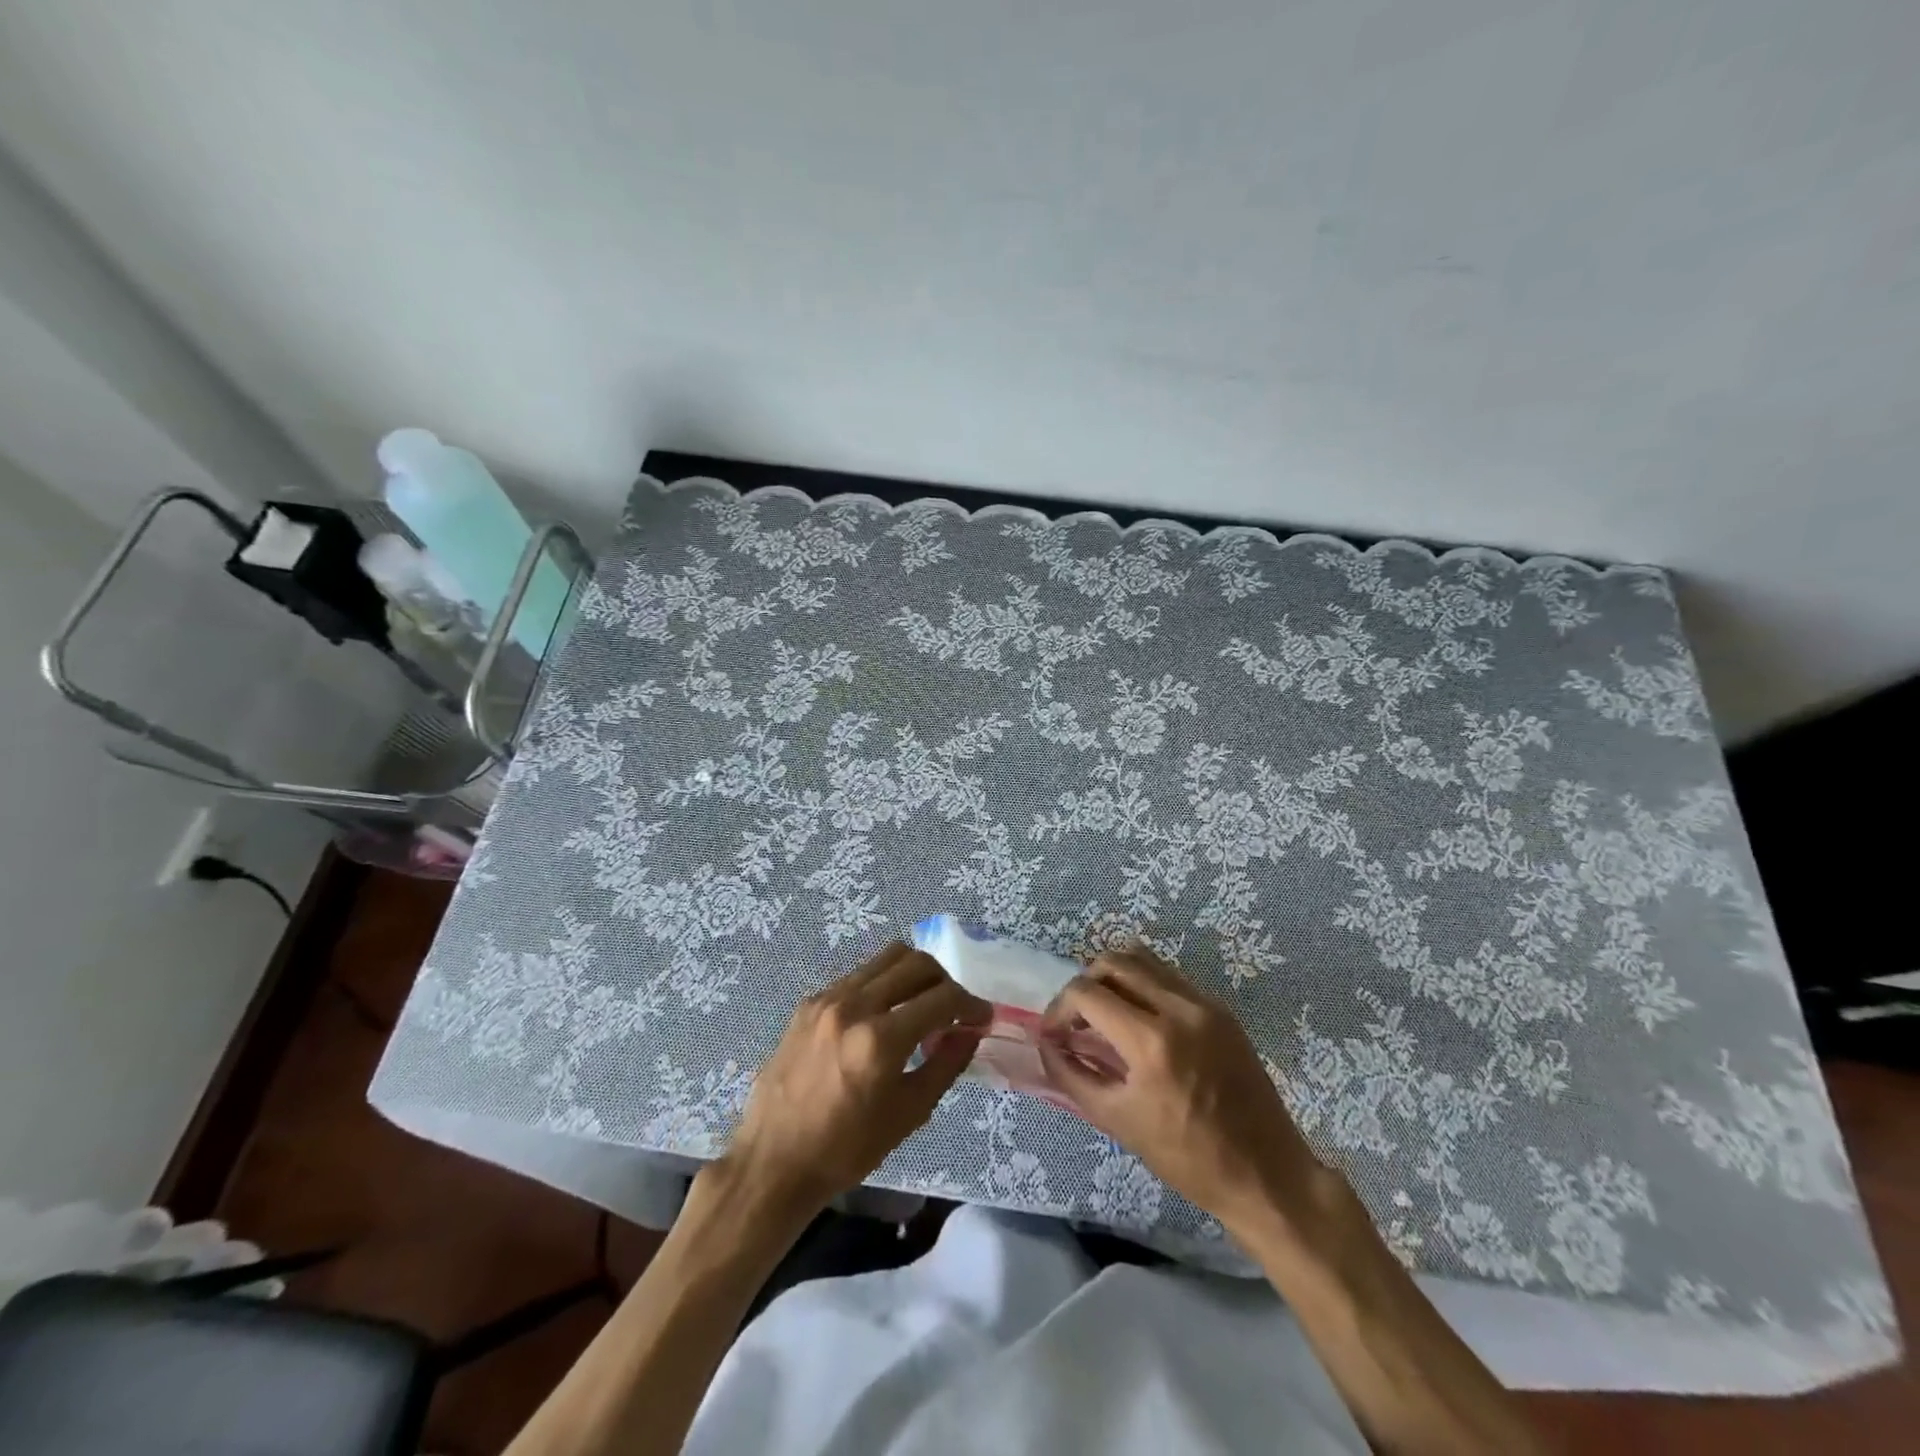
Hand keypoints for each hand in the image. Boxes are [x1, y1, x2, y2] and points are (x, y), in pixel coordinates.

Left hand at [722, 943, 990, 1216]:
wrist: (773, 1160)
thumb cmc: (846, 1148)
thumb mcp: (908, 1113)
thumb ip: (945, 1064)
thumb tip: (971, 1032)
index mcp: (880, 1039)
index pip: (942, 998)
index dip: (971, 1004)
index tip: (982, 1017)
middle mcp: (854, 1005)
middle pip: (916, 962)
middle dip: (945, 980)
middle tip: (954, 1008)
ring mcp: (827, 998)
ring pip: (885, 959)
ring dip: (914, 974)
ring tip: (921, 1005)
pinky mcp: (809, 1002)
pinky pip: (858, 975)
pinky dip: (882, 985)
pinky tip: (884, 1016)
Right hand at [1038, 946, 1326, 1236]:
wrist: (1266, 1174)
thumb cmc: (1187, 1158)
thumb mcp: (1117, 1121)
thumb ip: (1071, 1075)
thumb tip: (1045, 1043)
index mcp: (1151, 1041)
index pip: (1086, 993)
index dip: (1059, 1008)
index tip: (1054, 1034)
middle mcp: (1178, 1008)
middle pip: (1112, 961)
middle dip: (1084, 985)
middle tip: (1078, 1019)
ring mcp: (1204, 1003)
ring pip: (1143, 959)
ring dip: (1114, 978)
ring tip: (1107, 1013)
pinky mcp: (1221, 1008)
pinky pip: (1169, 976)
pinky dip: (1143, 985)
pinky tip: (1140, 1019)